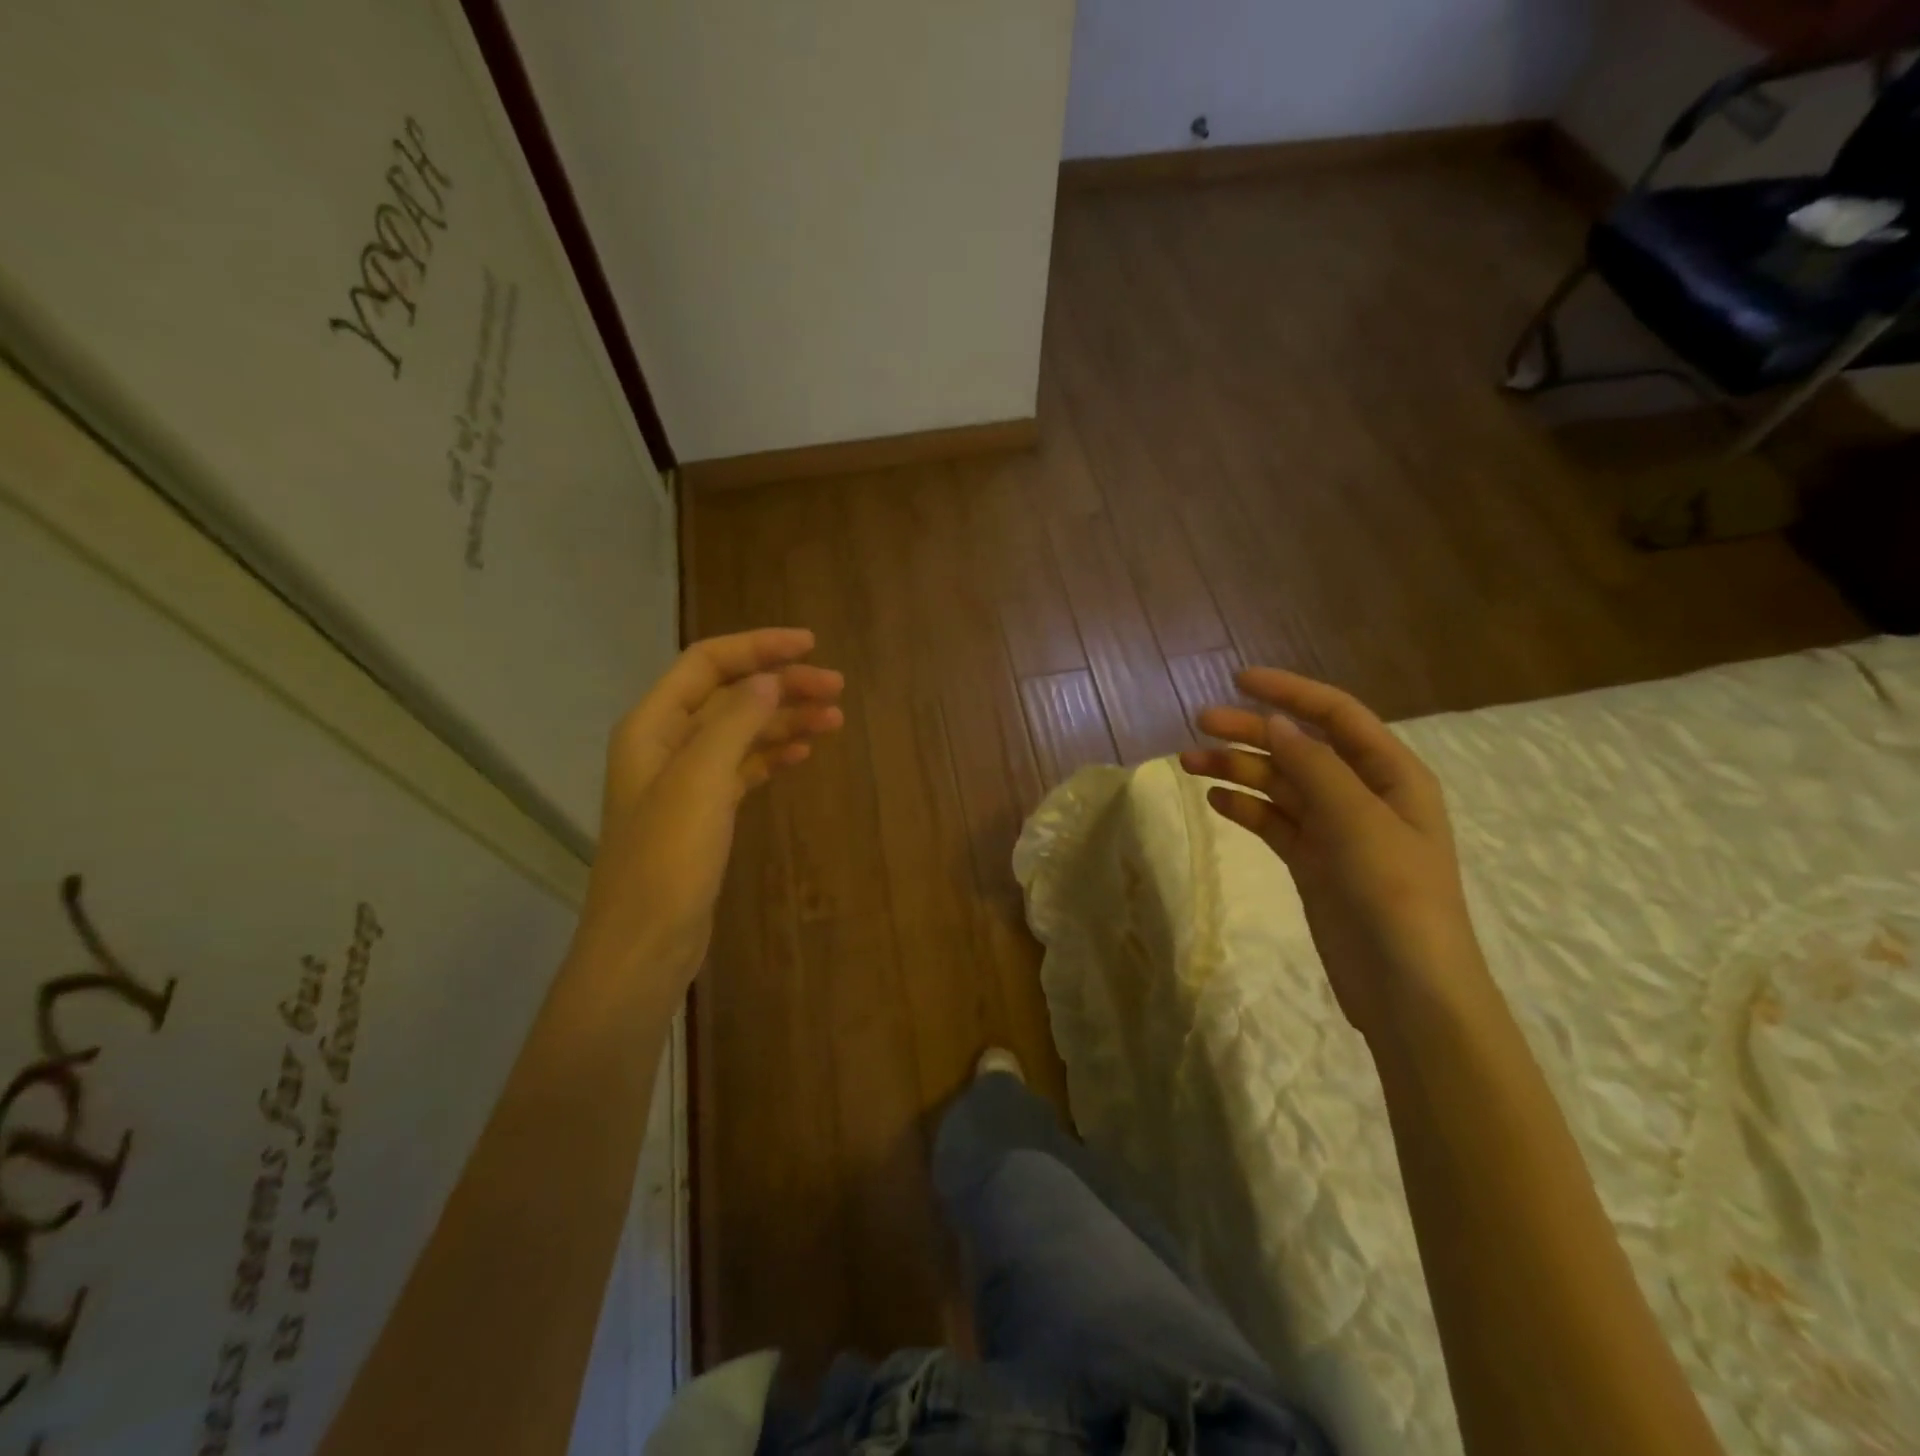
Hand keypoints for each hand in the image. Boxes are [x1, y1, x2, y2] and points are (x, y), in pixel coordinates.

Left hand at [570, 629, 843, 992]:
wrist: (646, 943)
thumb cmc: (667, 858)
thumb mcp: (701, 780)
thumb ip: (734, 721)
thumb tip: (769, 678)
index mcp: (653, 725)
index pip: (707, 664)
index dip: (757, 647)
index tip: (810, 645)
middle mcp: (666, 744)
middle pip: (729, 696)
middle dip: (781, 685)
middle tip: (836, 689)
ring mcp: (685, 781)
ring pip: (741, 732)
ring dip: (785, 720)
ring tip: (834, 719)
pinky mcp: (704, 813)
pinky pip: (743, 768)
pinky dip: (773, 755)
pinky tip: (803, 753)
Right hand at [1180, 668, 1481, 1037]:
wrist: (1407, 989)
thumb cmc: (1395, 894)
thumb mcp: (1358, 820)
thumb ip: (1315, 767)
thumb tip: (1276, 723)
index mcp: (1390, 774)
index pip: (1336, 715)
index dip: (1289, 692)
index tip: (1238, 680)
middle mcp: (1362, 794)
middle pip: (1299, 748)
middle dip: (1251, 732)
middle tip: (1199, 724)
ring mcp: (1335, 831)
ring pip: (1279, 785)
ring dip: (1238, 770)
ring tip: (1189, 763)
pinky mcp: (1312, 863)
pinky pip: (1273, 822)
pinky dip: (1245, 808)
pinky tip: (1215, 801)